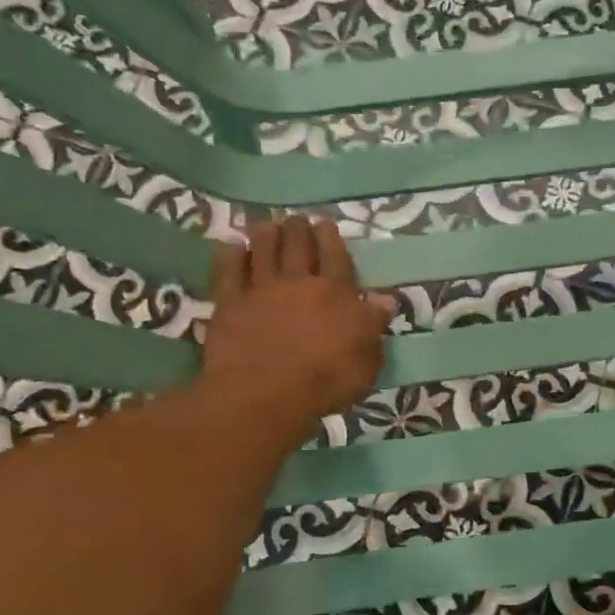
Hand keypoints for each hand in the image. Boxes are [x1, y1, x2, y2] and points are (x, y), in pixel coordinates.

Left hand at [198, 215, 393, 437]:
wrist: (264, 395)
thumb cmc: (324, 381)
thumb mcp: (366, 361)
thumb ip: (373, 326)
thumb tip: (384, 300)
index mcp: (335, 295)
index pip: (336, 257)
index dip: (331, 238)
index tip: (326, 222)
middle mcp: (299, 283)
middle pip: (298, 247)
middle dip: (299, 229)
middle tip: (297, 219)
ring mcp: (261, 291)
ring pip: (263, 251)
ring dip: (266, 234)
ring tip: (267, 224)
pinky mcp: (230, 304)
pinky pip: (229, 272)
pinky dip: (230, 255)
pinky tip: (231, 245)